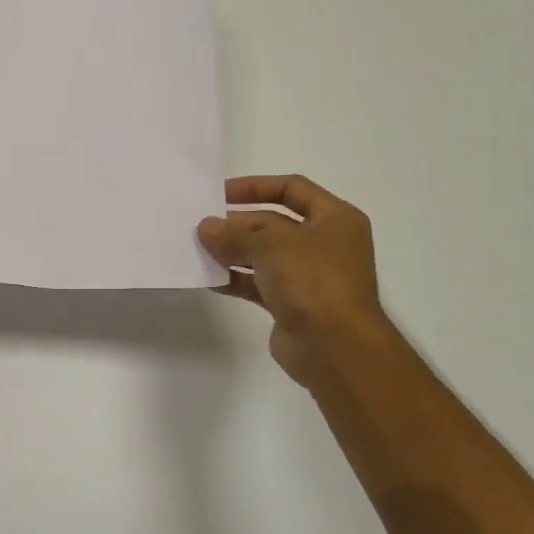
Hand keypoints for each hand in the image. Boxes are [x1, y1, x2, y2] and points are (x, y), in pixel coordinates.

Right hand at [198, 175, 389, 385]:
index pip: (291, 188)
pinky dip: (235, 279)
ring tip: (198, 250)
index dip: (255, 187)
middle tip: (201, 226)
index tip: (219, 193)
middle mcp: (324, 243)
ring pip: (263, 254)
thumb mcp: (271, 246)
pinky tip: (207, 278)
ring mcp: (308, 275)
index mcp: (334, 218)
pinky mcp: (291, 303)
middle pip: (274, 222)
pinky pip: (257, 283)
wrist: (335, 346)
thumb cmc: (313, 281)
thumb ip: (234, 235)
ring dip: (232, 251)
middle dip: (237, 223)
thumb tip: (205, 227)